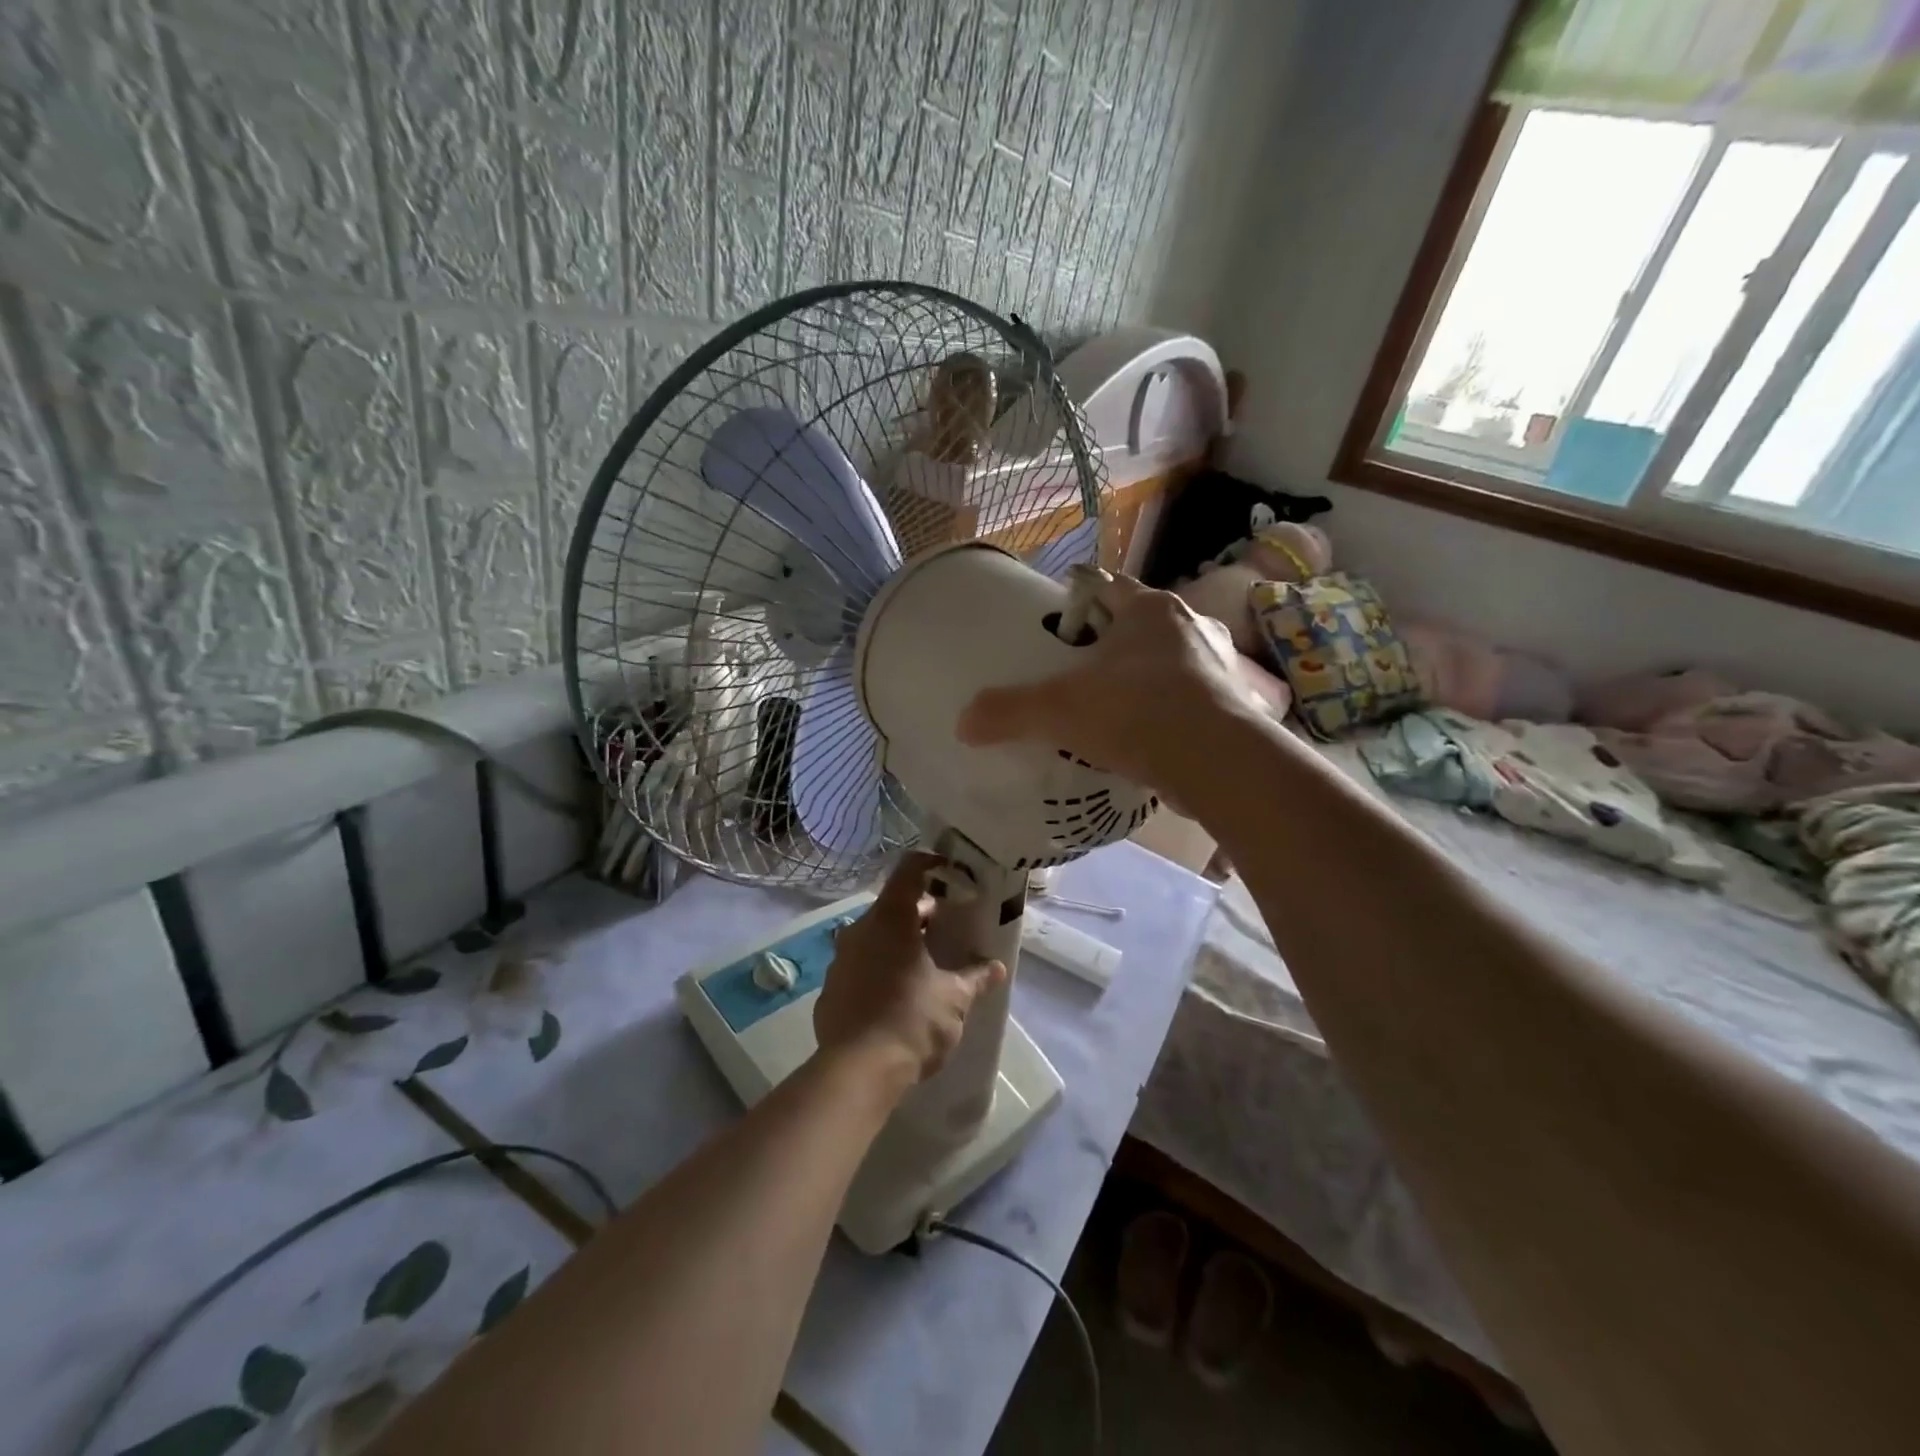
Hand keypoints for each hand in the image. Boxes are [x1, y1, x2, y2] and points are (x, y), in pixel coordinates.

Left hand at [813, 852, 1006, 1092]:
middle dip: (921, 913)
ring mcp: (840, 959)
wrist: (857, 1072)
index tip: (952, 873)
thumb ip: (976, 977)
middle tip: (948, 928)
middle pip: (893, 906)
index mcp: (890, 919)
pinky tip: (897, 995)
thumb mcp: (954, 999)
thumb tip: (996, 967)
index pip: (909, 870)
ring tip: (926, 963)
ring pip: (874, 937)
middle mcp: (860, 930)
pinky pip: (860, 966)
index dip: (932, 865)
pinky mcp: (830, 989)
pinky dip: (880, 968)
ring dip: (899, 942)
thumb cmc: (912, 1022)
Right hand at [956, 572, 1256, 790]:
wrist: (1217, 762)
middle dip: (1115, 641)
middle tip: (1082, 667)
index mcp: (1149, 610)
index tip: (1060, 616)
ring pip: (1172, 659)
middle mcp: (1190, 626)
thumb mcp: (1059, 710)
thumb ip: (1009, 712)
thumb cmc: (1135, 712)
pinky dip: (1170, 709)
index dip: (1080, 596)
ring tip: (1116, 703)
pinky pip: (1192, 697)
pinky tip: (1150, 734)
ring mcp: (1218, 664)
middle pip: (1142, 624)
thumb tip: (963, 724)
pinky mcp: (1233, 703)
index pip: (1107, 587)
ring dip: (1147, 675)